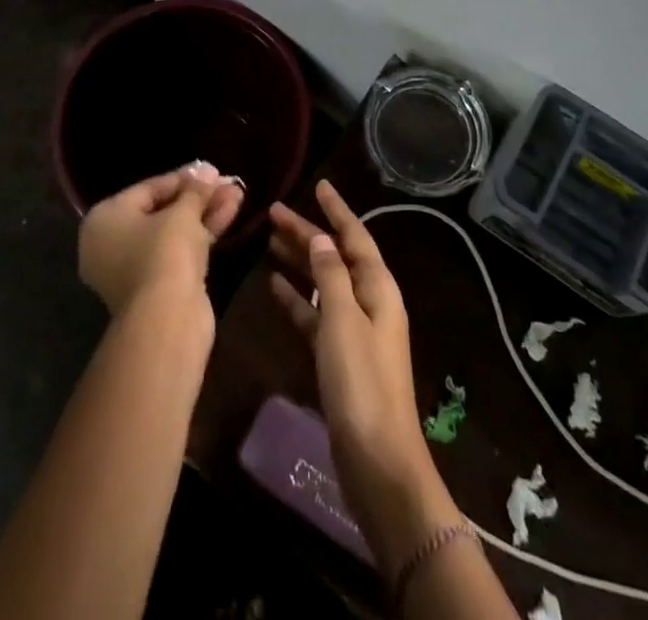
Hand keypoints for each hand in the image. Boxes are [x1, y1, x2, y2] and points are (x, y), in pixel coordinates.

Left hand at [78, 162, 243, 317]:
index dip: (183, 178)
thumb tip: (206, 172)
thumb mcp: (182, 213)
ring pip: (174, 233)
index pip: (147, 189)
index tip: (211, 170)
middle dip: (198, 197)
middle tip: (227, 183)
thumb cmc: (164, 252)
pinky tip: (231, 214)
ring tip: (238, 194)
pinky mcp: (156, 288)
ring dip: (206, 213)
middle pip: (161, 211)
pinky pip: (179, 252)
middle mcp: (111, 244)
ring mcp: (133, 269)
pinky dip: (202, 235)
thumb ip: (195, 190)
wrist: (167, 320)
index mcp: (104, 220)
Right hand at [268, 181, 461, 572]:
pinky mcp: (338, 358)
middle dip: (308, 232)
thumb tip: (321, 238)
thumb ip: (331, 276)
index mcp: (378, 288)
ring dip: (299, 261)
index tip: (319, 185)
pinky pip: (315, 315)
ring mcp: (354, 331)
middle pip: (335, 256)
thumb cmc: (362, 384)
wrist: (377, 462)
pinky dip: (297, 299)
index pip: (355, 236)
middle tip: (275, 211)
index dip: (337, 210)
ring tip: (270, 240)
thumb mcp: (343, 321)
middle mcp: (369, 302)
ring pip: (323, 283)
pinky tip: (274, 286)